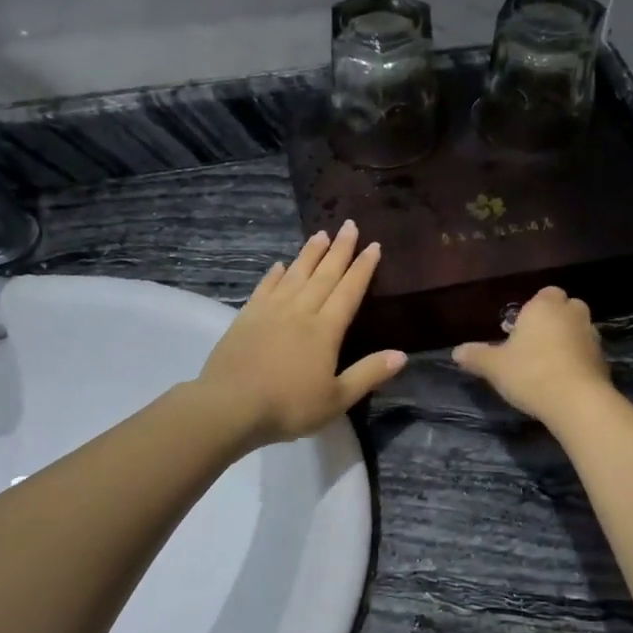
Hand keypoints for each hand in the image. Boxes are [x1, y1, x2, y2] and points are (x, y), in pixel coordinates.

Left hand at [198, 221, 406, 446]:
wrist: (230, 406)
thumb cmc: (288, 406)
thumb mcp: (337, 399)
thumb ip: (368, 374)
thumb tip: (402, 354)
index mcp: (325, 330)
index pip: (349, 291)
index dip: (362, 268)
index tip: (373, 245)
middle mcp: (300, 312)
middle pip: (324, 275)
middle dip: (339, 250)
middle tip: (349, 225)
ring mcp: (271, 311)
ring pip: (295, 275)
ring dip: (309, 254)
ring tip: (321, 234)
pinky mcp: (246, 317)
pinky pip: (265, 288)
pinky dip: (275, 275)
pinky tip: (280, 265)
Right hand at [452, 287, 611, 422]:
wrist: (577, 402)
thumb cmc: (530, 373)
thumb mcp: (494, 366)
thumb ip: (476, 356)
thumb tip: (456, 351)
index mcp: (545, 306)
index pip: (545, 293)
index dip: (535, 308)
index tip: (521, 328)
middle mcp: (572, 314)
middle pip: (565, 308)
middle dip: (554, 320)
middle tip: (534, 343)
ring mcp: (592, 336)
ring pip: (578, 330)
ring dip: (567, 341)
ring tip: (548, 364)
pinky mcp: (604, 360)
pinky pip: (587, 353)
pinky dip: (578, 361)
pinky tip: (563, 380)